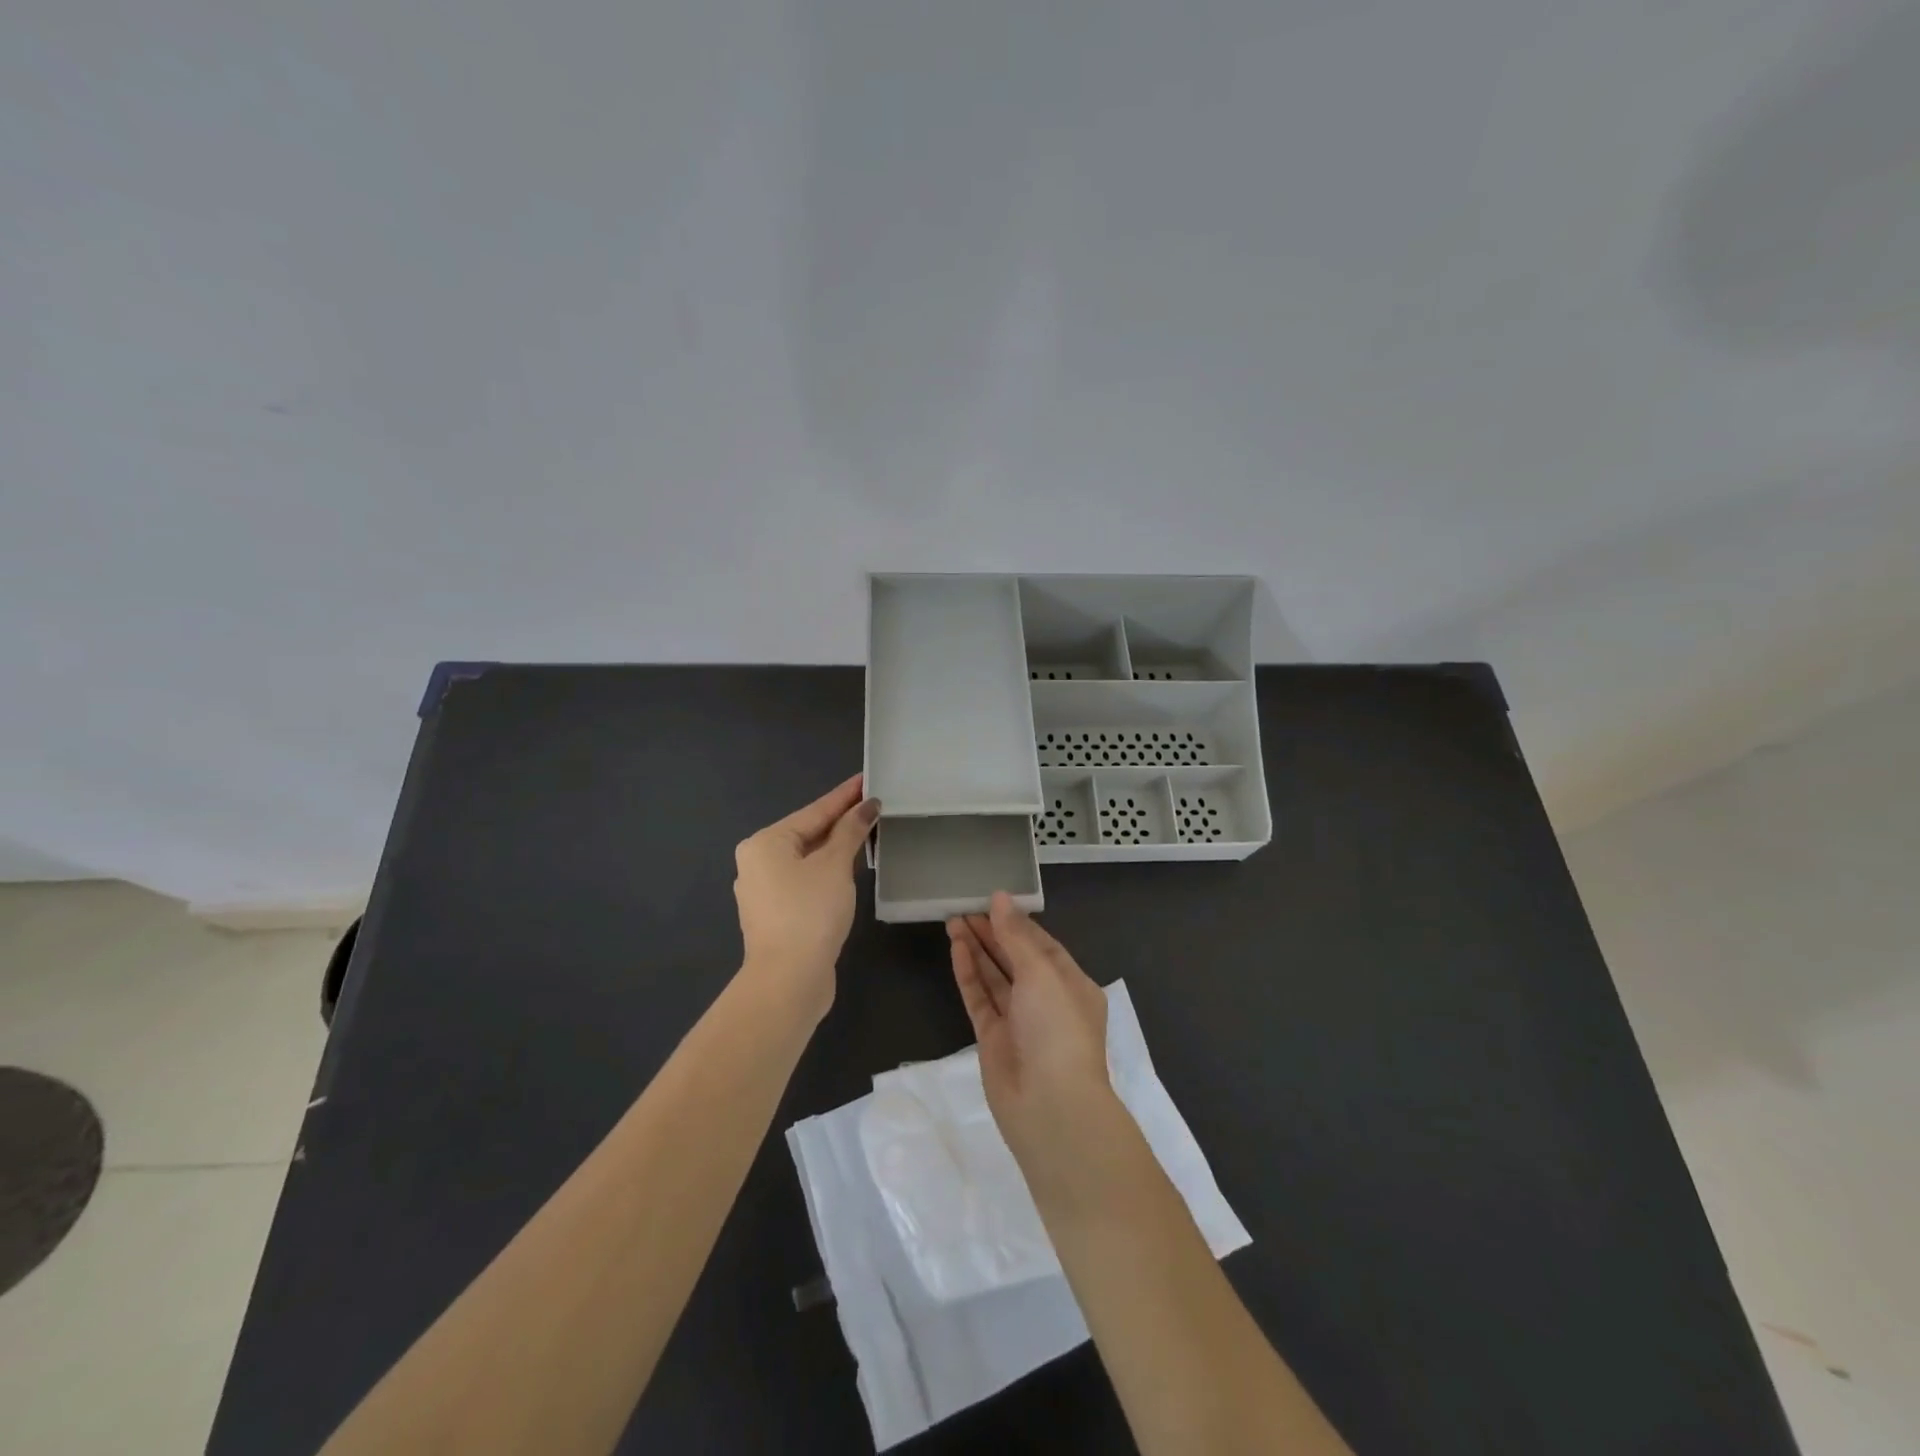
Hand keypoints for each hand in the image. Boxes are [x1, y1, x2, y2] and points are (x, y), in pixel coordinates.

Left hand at [734, 774, 877, 1020]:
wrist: (788, 981)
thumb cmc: (809, 913)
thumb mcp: (834, 866)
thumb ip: (850, 832)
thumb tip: (866, 806)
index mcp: (765, 843)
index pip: (814, 811)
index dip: (845, 796)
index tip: (867, 779)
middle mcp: (758, 863)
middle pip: (808, 833)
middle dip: (841, 821)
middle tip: (873, 805)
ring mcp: (764, 892)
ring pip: (807, 859)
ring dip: (836, 847)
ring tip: (866, 832)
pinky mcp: (777, 916)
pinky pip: (806, 881)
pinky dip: (828, 871)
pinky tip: (848, 869)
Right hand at [948, 892, 1113, 1168]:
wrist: (1049, 1106)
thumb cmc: (1057, 1029)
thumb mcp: (1042, 972)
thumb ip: (1016, 936)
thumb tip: (999, 897)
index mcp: (1071, 984)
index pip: (1042, 944)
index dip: (1016, 922)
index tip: (991, 900)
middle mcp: (1046, 1000)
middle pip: (1015, 958)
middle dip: (992, 932)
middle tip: (964, 906)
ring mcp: (1018, 1020)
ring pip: (995, 976)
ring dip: (977, 948)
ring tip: (953, 919)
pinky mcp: (993, 1039)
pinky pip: (979, 997)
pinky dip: (968, 973)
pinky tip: (956, 947)